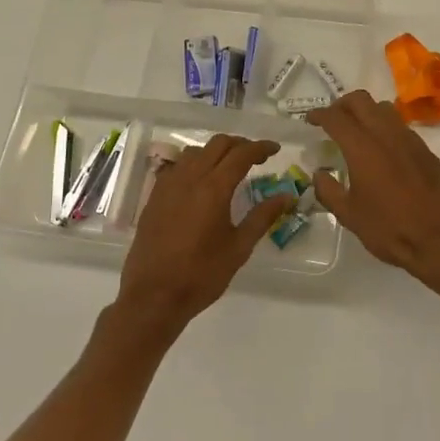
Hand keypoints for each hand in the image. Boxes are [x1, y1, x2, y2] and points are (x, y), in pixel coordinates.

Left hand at [116, 134, 291, 327]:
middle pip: (218, 144)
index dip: (261, 147)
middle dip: (240, 144)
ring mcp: (168, 185)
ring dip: (215, 152)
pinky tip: (200, 182)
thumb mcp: (239, 248)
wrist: (153, 296)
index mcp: (214, 188)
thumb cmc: (202, 274)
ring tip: (229, 167)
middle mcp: (190, 178)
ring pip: (195, 152)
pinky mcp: (154, 196)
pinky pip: (177, 167)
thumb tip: (286, 196)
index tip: (275, 149)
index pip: (241, 154)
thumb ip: (262, 217)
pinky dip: (194, 164)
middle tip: (256, 157)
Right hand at [305, 91, 439, 287]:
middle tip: (332, 121)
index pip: (336, 117)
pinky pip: (401, 127)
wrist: (439, 241)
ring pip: (384, 109)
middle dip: (342, 105)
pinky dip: (386, 128)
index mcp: (362, 148)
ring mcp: (410, 140)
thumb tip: (319, 174)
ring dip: (366, 112)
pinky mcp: (426, 151)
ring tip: (358, 132)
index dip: (319, 114)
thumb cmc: (389, 229)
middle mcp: (386, 135)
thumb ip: (328, 191)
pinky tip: (383, 151)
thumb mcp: (349, 215)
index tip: (310, 120)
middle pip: (361, 100)